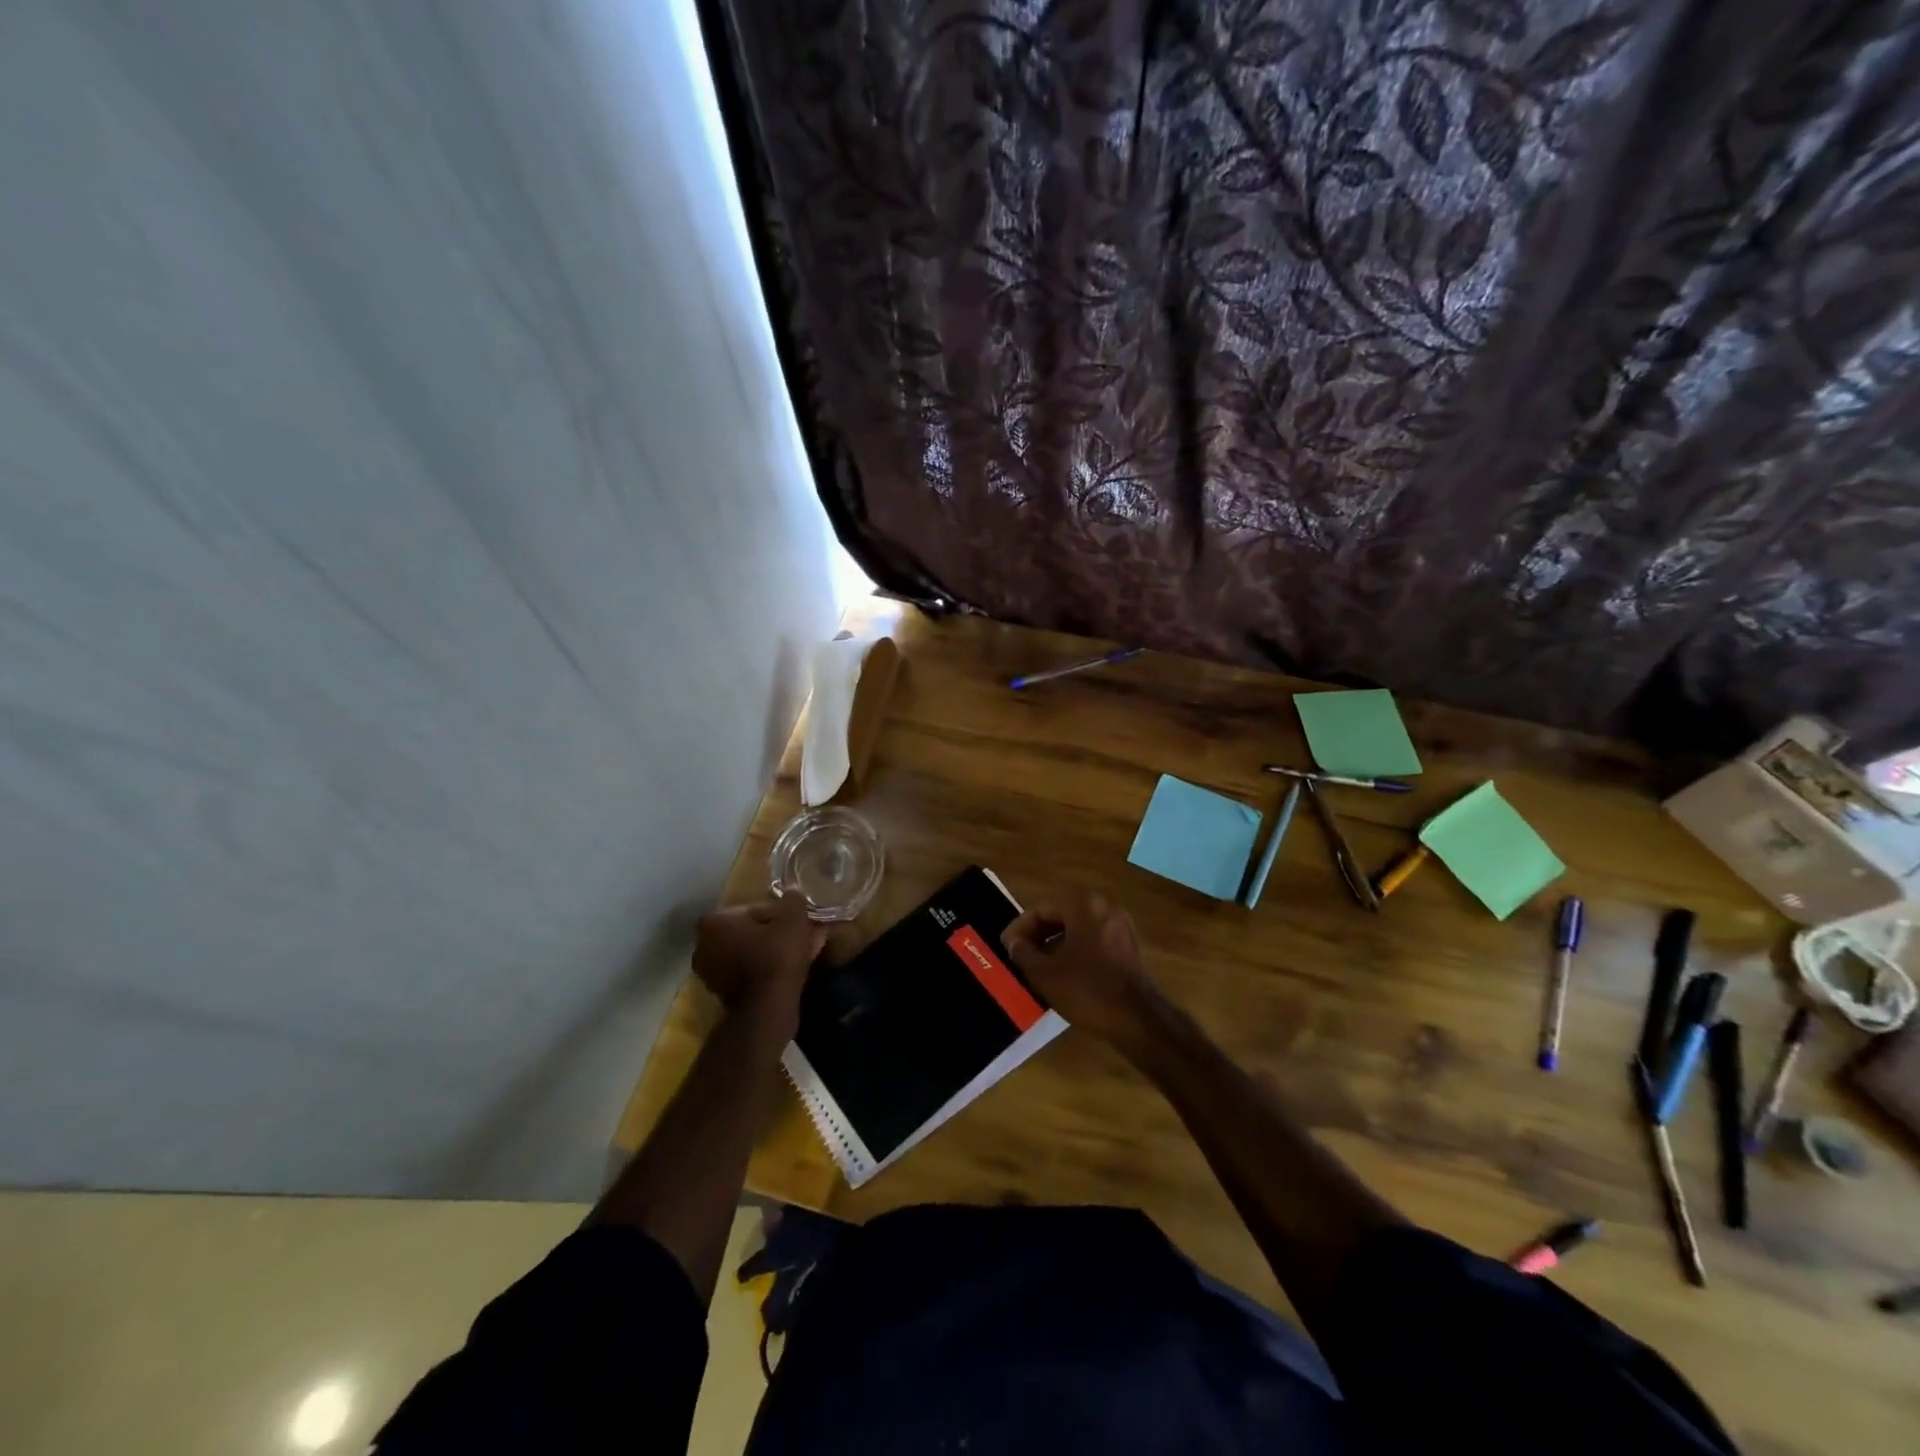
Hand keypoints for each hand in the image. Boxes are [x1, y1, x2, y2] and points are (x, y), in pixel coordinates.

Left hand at [692, 894, 827, 1031]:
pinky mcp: (723, 994)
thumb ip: (793, 899)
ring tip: (805, 952)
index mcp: (713, 922)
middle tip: (803, 935)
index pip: (752, 909)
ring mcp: (711, 973)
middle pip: (750, 931)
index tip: (798, 922)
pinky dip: (769, 969)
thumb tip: (793, 894)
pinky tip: (794, 969)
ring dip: (775, 950)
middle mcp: (704, 946)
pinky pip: (751, 971)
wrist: (766, 1009)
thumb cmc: (775, 956)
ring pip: (752, 952)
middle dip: (776, 932)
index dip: (779, 913)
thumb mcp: (792, 918)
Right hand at [1003, 888, 1159, 1045]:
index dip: (1020, 928)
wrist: (1137, 1019)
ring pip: (1077, 927)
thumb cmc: (1087, 990)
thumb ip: (1023, 953)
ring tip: (1037, 965)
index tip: (1006, 947)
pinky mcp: (1127, 944)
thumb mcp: (1045, 974)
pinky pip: (1093, 938)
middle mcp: (1103, 906)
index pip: (1041, 909)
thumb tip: (1014, 943)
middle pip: (1060, 914)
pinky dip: (1075, 949)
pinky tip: (1063, 971)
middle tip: (1019, 955)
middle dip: (1038, 934)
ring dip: (1055, 942)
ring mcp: (1119, 924)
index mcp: (1082, 904)